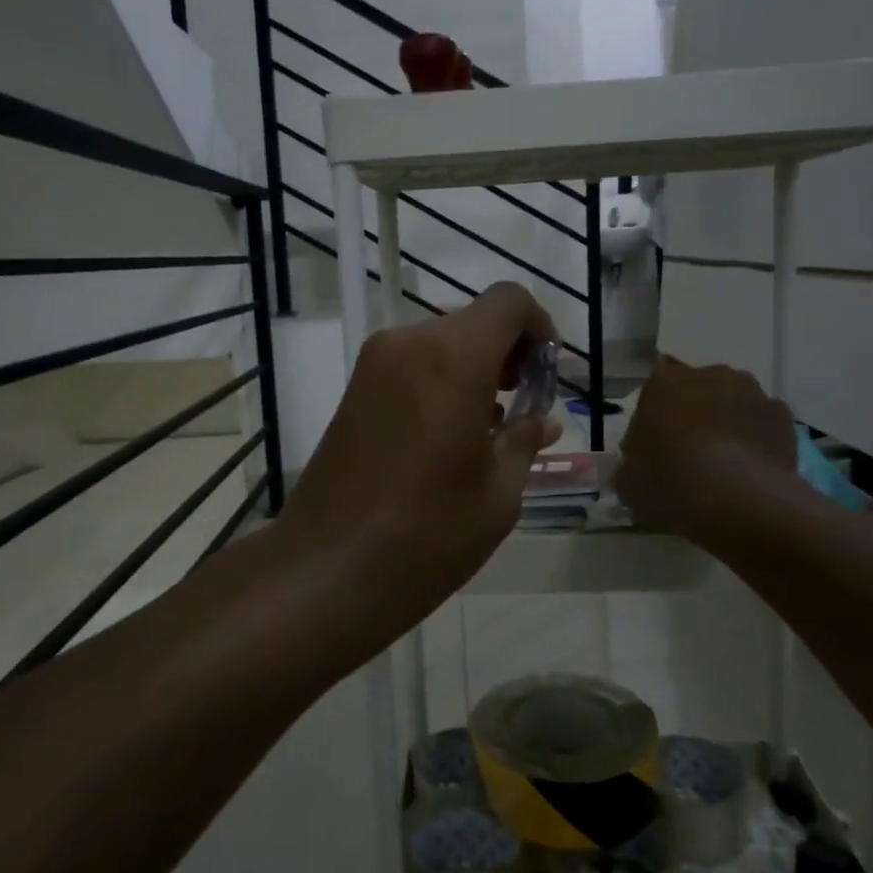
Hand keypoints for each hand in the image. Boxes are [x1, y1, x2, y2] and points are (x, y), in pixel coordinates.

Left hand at [279, 283, 561, 642]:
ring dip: (473, 371)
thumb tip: (540, 420)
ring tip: (489, 430)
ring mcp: (373, 366)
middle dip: (507, 354)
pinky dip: (439, 383)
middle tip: (522, 409)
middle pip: (473, 323)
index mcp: (453, 358)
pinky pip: (410, 366)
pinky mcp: (353, 391)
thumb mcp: (499, 494)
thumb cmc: (428, 534)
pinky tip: (448, 437)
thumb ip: (524, 440)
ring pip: (440, 344)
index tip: (545, 376)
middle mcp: (408, 344)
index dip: (539, 328)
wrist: (327, 570)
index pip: (509, 302)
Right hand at [614, 356, 797, 538]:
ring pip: (730, 403)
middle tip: (686, 455)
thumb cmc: (673, 484)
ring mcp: (750, 392)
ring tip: (723, 464)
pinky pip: (760, 423)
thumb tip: (640, 463)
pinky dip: (755, 438)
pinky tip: (750, 469)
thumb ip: (632, 463)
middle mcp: (708, 375)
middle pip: (695, 391)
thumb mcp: (628, 481)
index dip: (653, 421)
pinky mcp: (782, 415)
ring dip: (725, 423)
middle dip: (691, 415)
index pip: (653, 393)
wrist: (742, 502)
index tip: (653, 449)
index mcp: (663, 383)